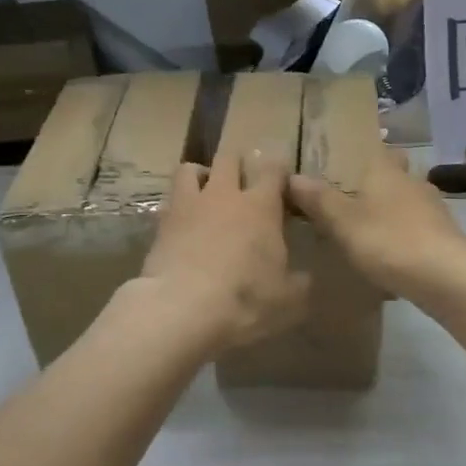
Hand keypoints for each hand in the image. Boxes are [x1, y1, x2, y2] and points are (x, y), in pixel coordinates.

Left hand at [135, 153, 310, 356]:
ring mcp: (189, 205)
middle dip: (238, 163)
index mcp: (260, 206)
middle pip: (229, 158)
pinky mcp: (161, 224)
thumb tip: (303, 277)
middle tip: (243, 179)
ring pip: (190, 169)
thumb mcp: (286, 299)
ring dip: (200, 175)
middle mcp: (224, 195)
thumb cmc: (244, 297)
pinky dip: (178, 206)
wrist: (182, 308)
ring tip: (206, 192)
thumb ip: (298, 282)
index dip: (279, 170)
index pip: (273, 170)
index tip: (283, 180)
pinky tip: (183, 224)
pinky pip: (170, 201)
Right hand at [288, 146, 465, 306]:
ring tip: (364, 228)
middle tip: (346, 197)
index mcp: (387, 170)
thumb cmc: (389, 240)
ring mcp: (433, 209)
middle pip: (391, 174)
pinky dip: (402, 235)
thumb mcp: (343, 221)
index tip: (336, 162)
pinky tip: (389, 255)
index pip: (373, 148)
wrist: (446, 278)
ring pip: (405, 201)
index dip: (356, 152)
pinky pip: (416, 228)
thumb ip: (318, 199)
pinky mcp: (444, 236)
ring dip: (388, 211)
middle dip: (373, 183)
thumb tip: (293, 176)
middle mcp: (412, 182)